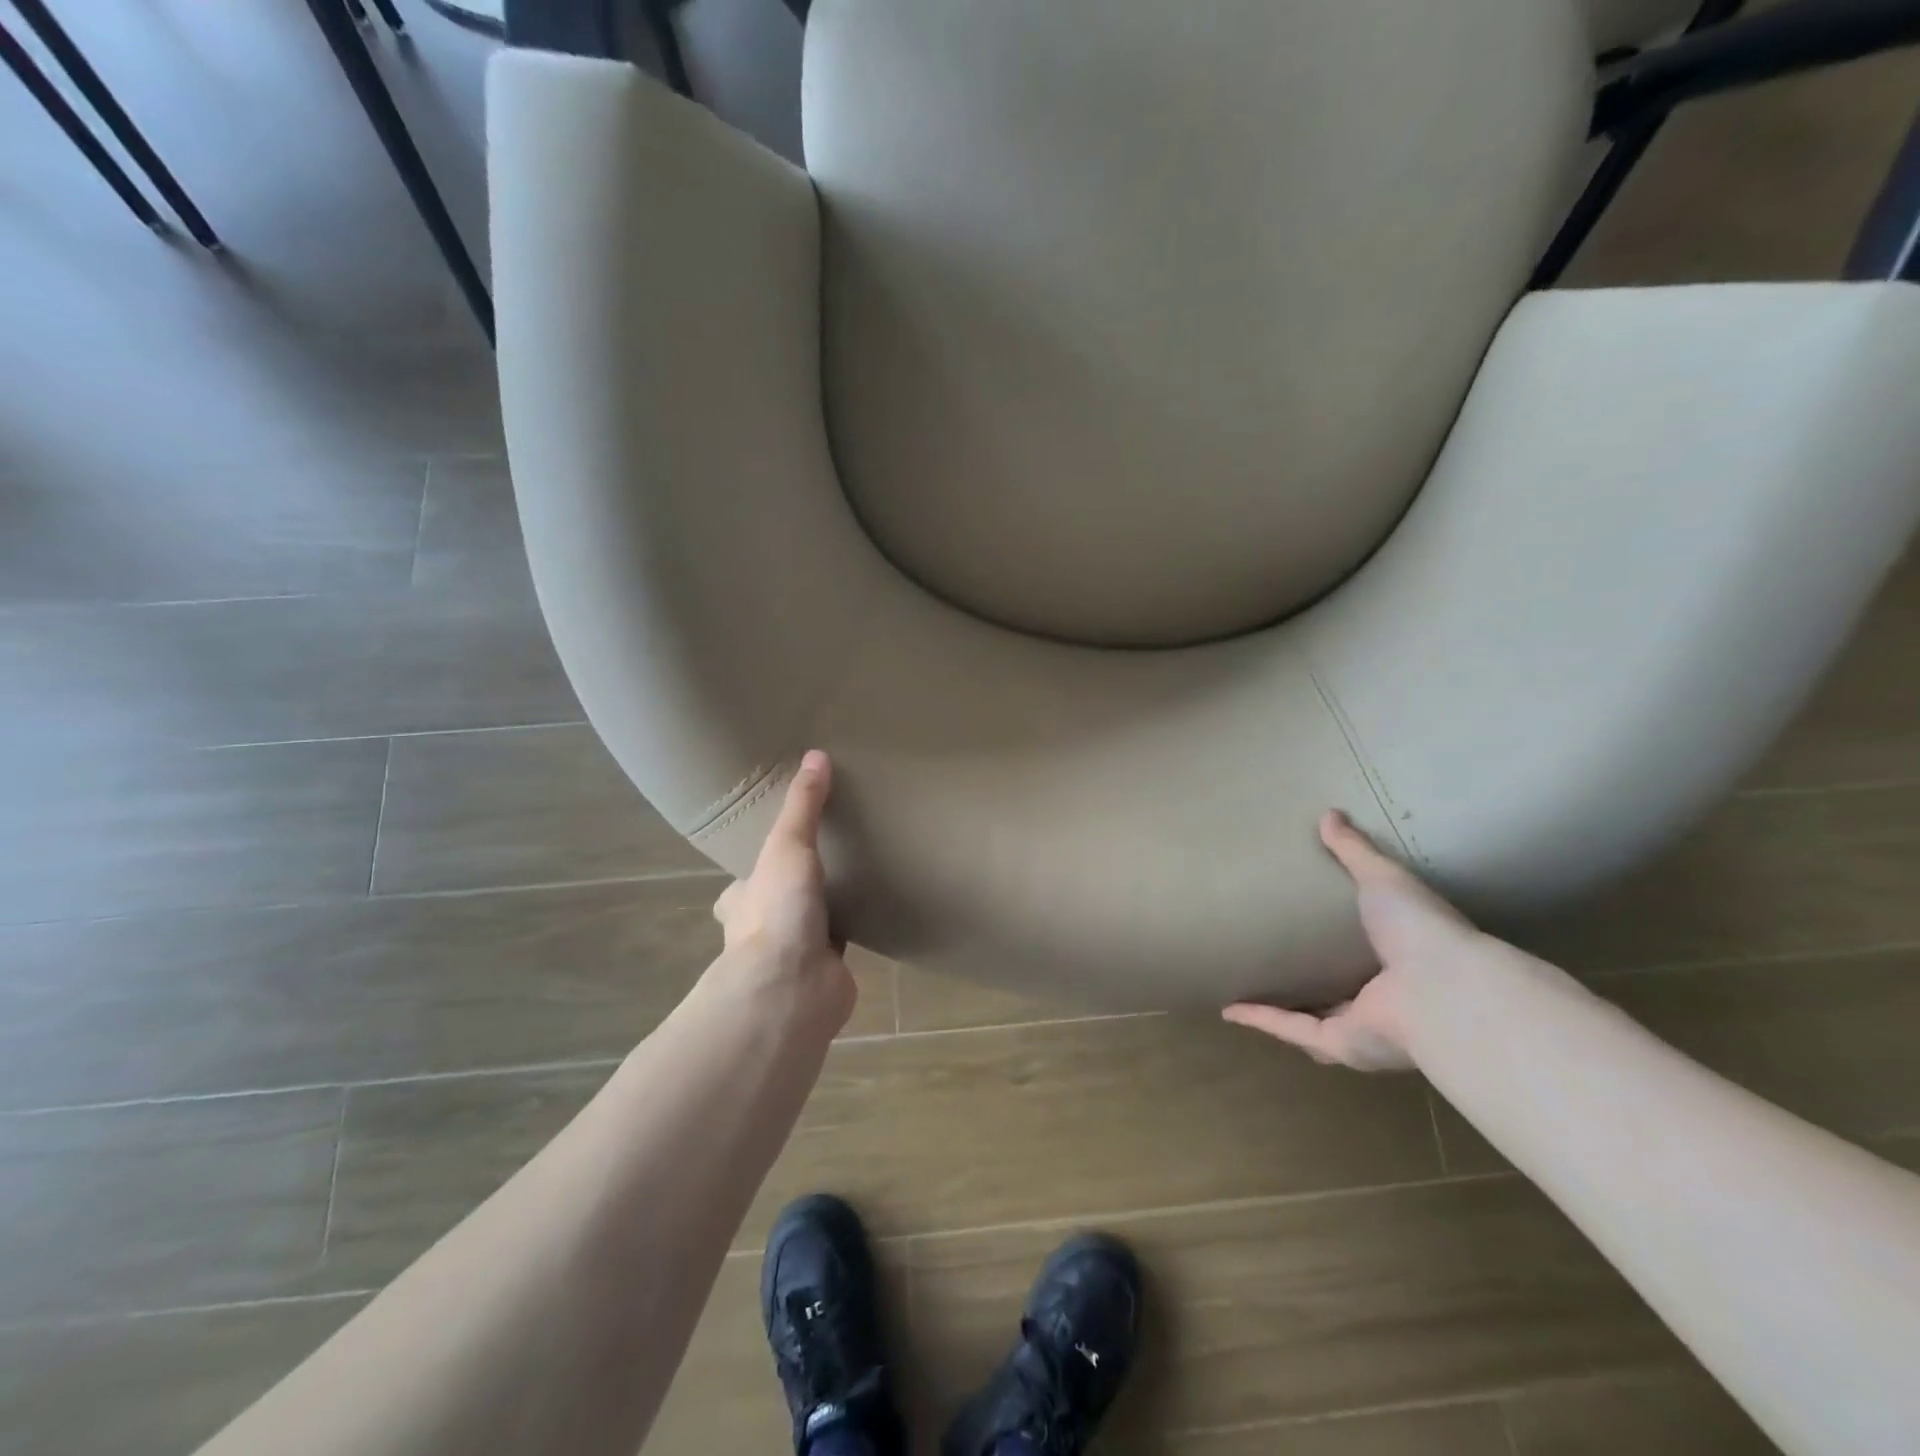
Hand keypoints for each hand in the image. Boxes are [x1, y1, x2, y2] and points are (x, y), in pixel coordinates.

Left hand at [711, 750, 855, 1023]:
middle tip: (823, 864)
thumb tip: (816, 754)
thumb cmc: (778, 911)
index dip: (754, 870)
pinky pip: (842, 947)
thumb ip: (803, 805)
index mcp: (743, 901)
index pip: (743, 884)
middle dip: (790, 892)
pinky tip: (874, 916)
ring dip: (822, 914)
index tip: (777, 851)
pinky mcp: (826, 973)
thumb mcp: (788, 844)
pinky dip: (853, 933)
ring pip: (808, 927)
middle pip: (774, 905)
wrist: (793, 987)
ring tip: (854, 884)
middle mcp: (763, 930)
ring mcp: (793, 956)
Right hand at [1222, 810, 1478, 1071]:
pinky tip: (1230, 1009)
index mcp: (1401, 960)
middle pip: (1340, 994)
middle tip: (1276, 963)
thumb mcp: (1383, 878)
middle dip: (1312, 986)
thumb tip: (1330, 814)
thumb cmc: (1420, 930)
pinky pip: (1293, 1029)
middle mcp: (1384, 999)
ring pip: (1314, 1021)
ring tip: (1247, 990)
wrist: (1442, 988)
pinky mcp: (1340, 1043)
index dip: (1339, 943)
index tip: (1312, 928)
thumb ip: (1355, 851)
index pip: (1364, 953)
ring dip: (1281, 1012)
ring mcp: (1363, 1027)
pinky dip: (1262, 1020)